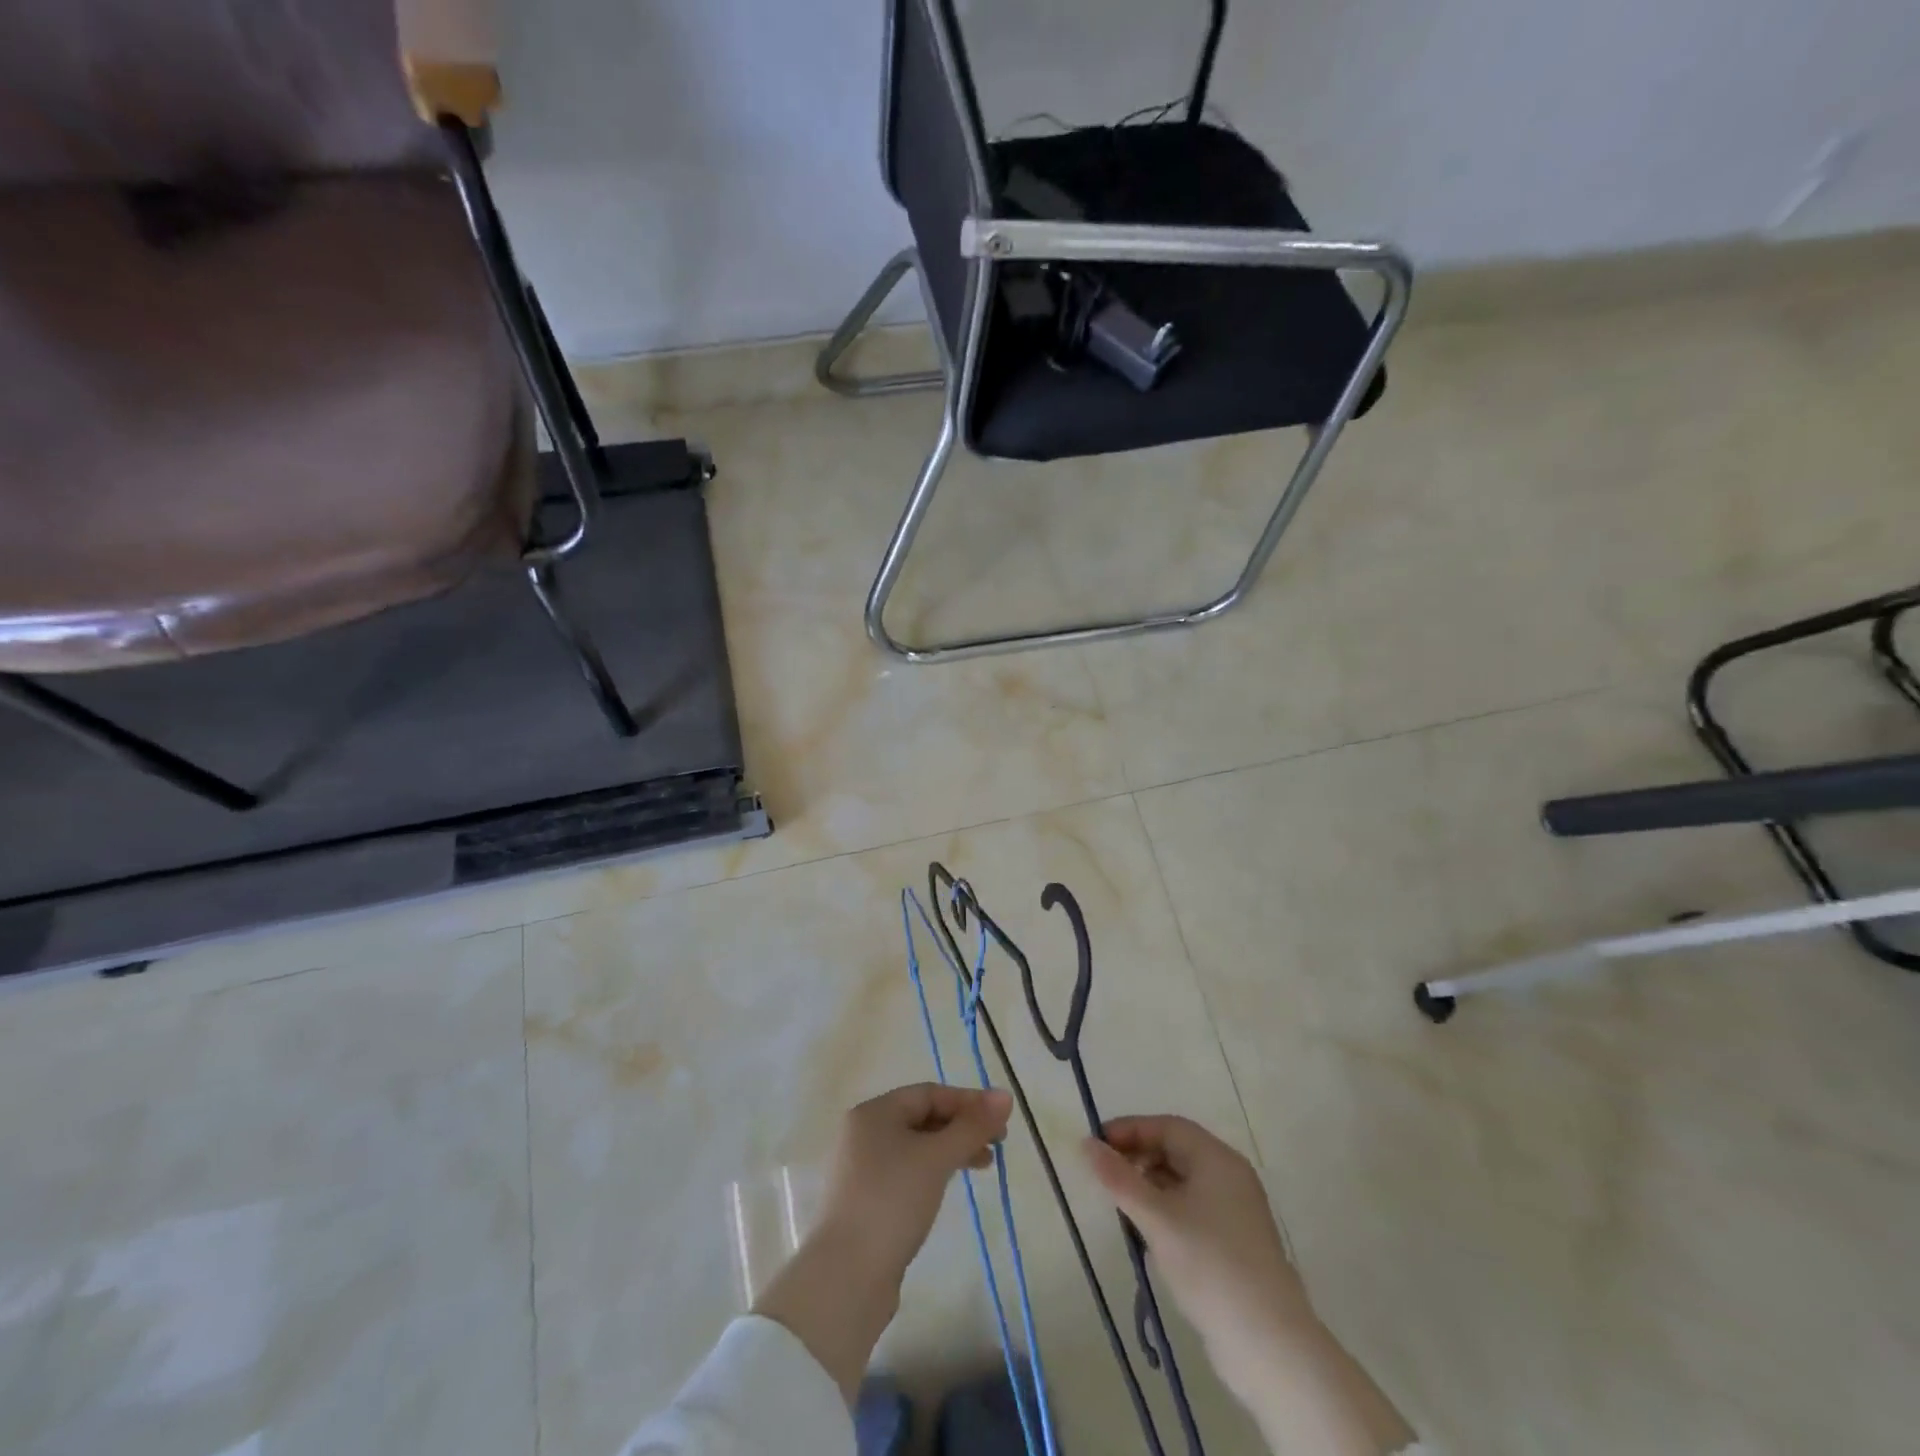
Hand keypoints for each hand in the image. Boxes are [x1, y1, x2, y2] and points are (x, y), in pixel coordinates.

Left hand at [818, 1082, 1013, 1289]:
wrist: (846, 1277)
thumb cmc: (892, 1201)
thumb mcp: (937, 1158)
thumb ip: (972, 1126)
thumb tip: (1005, 1095)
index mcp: (873, 1112)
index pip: (928, 1093)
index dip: (968, 1101)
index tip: (1000, 1120)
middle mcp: (864, 1133)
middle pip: (922, 1117)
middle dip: (962, 1126)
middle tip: (997, 1143)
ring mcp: (862, 1168)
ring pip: (916, 1146)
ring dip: (951, 1149)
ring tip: (983, 1165)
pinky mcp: (866, 1200)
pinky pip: (907, 1171)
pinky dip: (933, 1171)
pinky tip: (949, 1186)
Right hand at [1083, 1114, 1310, 1373]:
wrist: (1268, 1344)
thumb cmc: (1209, 1265)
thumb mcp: (1156, 1218)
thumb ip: (1119, 1179)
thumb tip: (1086, 1143)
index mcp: (1217, 1159)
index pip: (1168, 1126)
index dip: (1130, 1129)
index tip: (1096, 1144)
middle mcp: (1230, 1176)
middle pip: (1176, 1150)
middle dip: (1138, 1157)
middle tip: (1105, 1176)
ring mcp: (1236, 1210)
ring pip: (1183, 1181)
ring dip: (1150, 1185)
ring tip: (1122, 1207)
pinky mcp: (1236, 1242)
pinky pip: (1193, 1208)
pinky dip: (1167, 1209)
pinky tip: (1149, 1233)